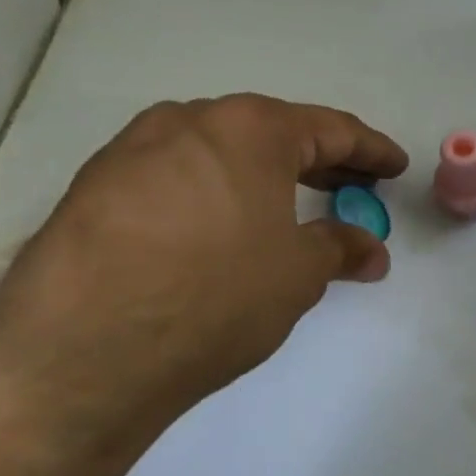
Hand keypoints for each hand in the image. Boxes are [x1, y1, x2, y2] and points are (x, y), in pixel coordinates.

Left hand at [0, 94, 407, 458]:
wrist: (81, 353)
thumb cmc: (215, 296)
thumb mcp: (298, 274)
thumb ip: (341, 248)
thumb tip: (371, 249)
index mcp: (248, 129)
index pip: (329, 129)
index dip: (370, 150)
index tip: (395, 167)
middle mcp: (187, 121)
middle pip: (270, 133)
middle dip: (319, 161)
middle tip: (353, 188)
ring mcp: (132, 150)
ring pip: (218, 152)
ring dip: (261, 176)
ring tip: (288, 209)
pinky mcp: (93, 187)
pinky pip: (176, 177)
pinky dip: (214, 193)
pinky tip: (221, 229)